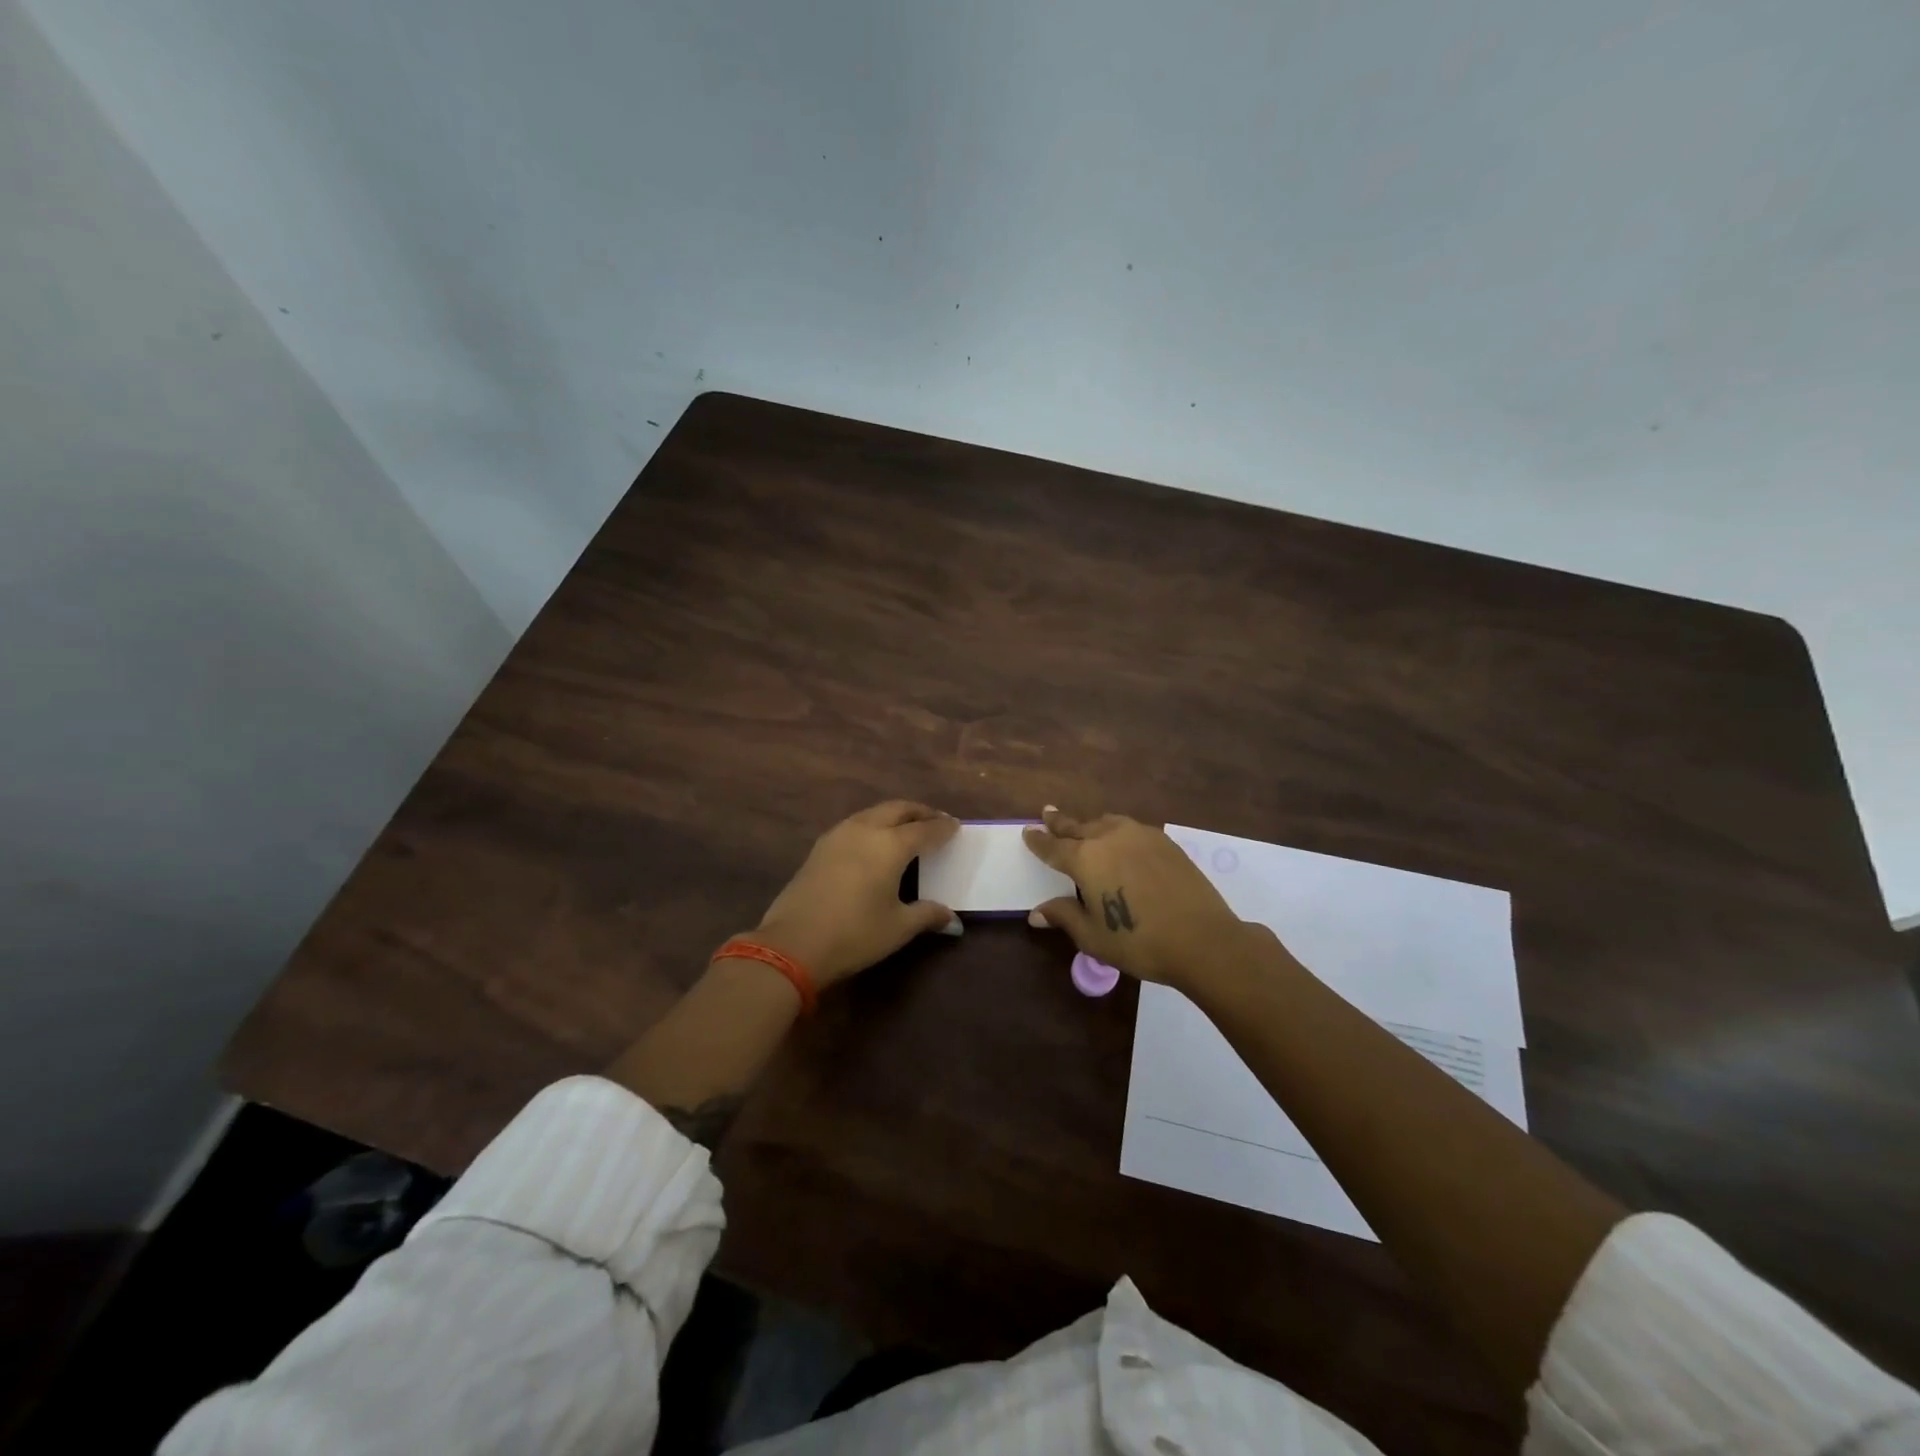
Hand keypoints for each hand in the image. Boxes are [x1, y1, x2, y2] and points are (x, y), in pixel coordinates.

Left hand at [751, 801, 961, 988]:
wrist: (793, 944)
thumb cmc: (855, 934)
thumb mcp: (898, 927)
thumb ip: (927, 915)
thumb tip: (952, 918)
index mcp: (891, 845)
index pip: (925, 830)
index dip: (943, 828)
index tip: (956, 827)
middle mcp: (866, 829)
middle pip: (898, 809)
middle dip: (920, 812)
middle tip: (935, 821)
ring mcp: (839, 835)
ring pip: (874, 813)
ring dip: (894, 815)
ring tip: (907, 828)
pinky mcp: (820, 847)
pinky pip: (855, 824)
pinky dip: (873, 825)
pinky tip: (874, 842)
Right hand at [1023, 806, 1252, 988]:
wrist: (1203, 939)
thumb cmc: (1139, 942)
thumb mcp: (1093, 936)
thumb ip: (1064, 916)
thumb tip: (1036, 913)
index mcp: (1085, 859)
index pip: (1053, 847)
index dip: (1039, 840)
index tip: (1027, 831)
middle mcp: (1109, 838)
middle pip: (1078, 826)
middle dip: (1060, 822)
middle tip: (1048, 813)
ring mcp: (1140, 836)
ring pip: (1107, 822)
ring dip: (1091, 824)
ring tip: (1084, 826)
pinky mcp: (1165, 842)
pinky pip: (1131, 828)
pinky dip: (1117, 830)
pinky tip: (1122, 840)